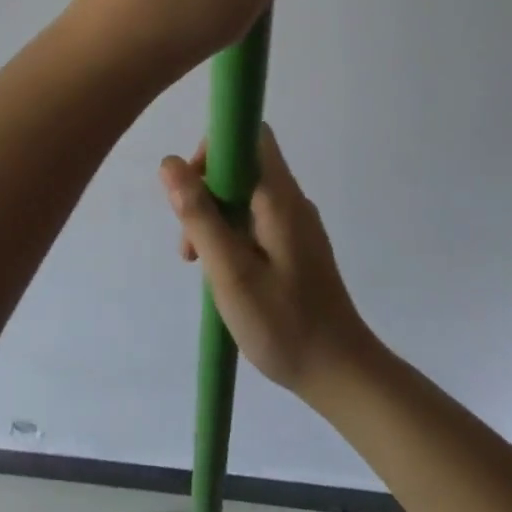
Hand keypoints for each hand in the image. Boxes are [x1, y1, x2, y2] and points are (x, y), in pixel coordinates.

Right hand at [158, 125, 370, 395]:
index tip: (191, 187)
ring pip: (245, 195)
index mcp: (280, 199)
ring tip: (200, 266)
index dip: (214, 148)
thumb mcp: (230, 272)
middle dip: (205, 191)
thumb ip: (199, 216)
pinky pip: (255, 220)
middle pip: (242, 166)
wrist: (341, 375)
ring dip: (214, 218)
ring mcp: (296, 224)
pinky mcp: (296, 247)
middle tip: (190, 242)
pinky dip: (231, 234)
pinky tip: (224, 274)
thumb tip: (169, 162)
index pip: (249, 135)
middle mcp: (291, 201)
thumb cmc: (284, 324)